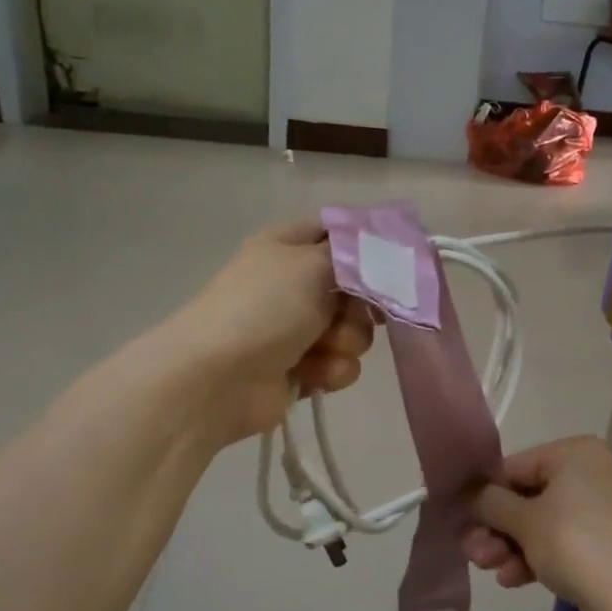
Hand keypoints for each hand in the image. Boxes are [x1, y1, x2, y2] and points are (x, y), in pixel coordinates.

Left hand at [166, 220, 375, 442]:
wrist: (218, 379)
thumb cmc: (265, 308)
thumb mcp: (312, 263)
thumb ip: (353, 253)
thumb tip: (378, 247)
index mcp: (288, 246)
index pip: (336, 231)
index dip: (366, 243)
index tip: (393, 259)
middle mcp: (294, 284)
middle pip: (356, 287)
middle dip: (361, 305)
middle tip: (347, 311)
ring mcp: (298, 328)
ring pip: (354, 330)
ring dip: (346, 341)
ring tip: (323, 348)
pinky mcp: (303, 368)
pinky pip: (342, 364)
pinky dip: (332, 369)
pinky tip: (313, 374)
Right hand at [464, 436, 611, 610]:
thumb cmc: (574, 543)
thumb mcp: (524, 520)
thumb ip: (491, 502)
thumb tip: (472, 494)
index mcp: (579, 452)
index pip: (519, 464)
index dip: (488, 493)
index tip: (464, 519)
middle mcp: (598, 470)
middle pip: (533, 495)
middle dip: (499, 527)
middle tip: (474, 553)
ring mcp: (610, 507)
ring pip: (548, 521)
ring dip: (514, 545)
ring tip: (489, 570)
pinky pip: (569, 539)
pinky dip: (541, 555)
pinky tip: (514, 580)